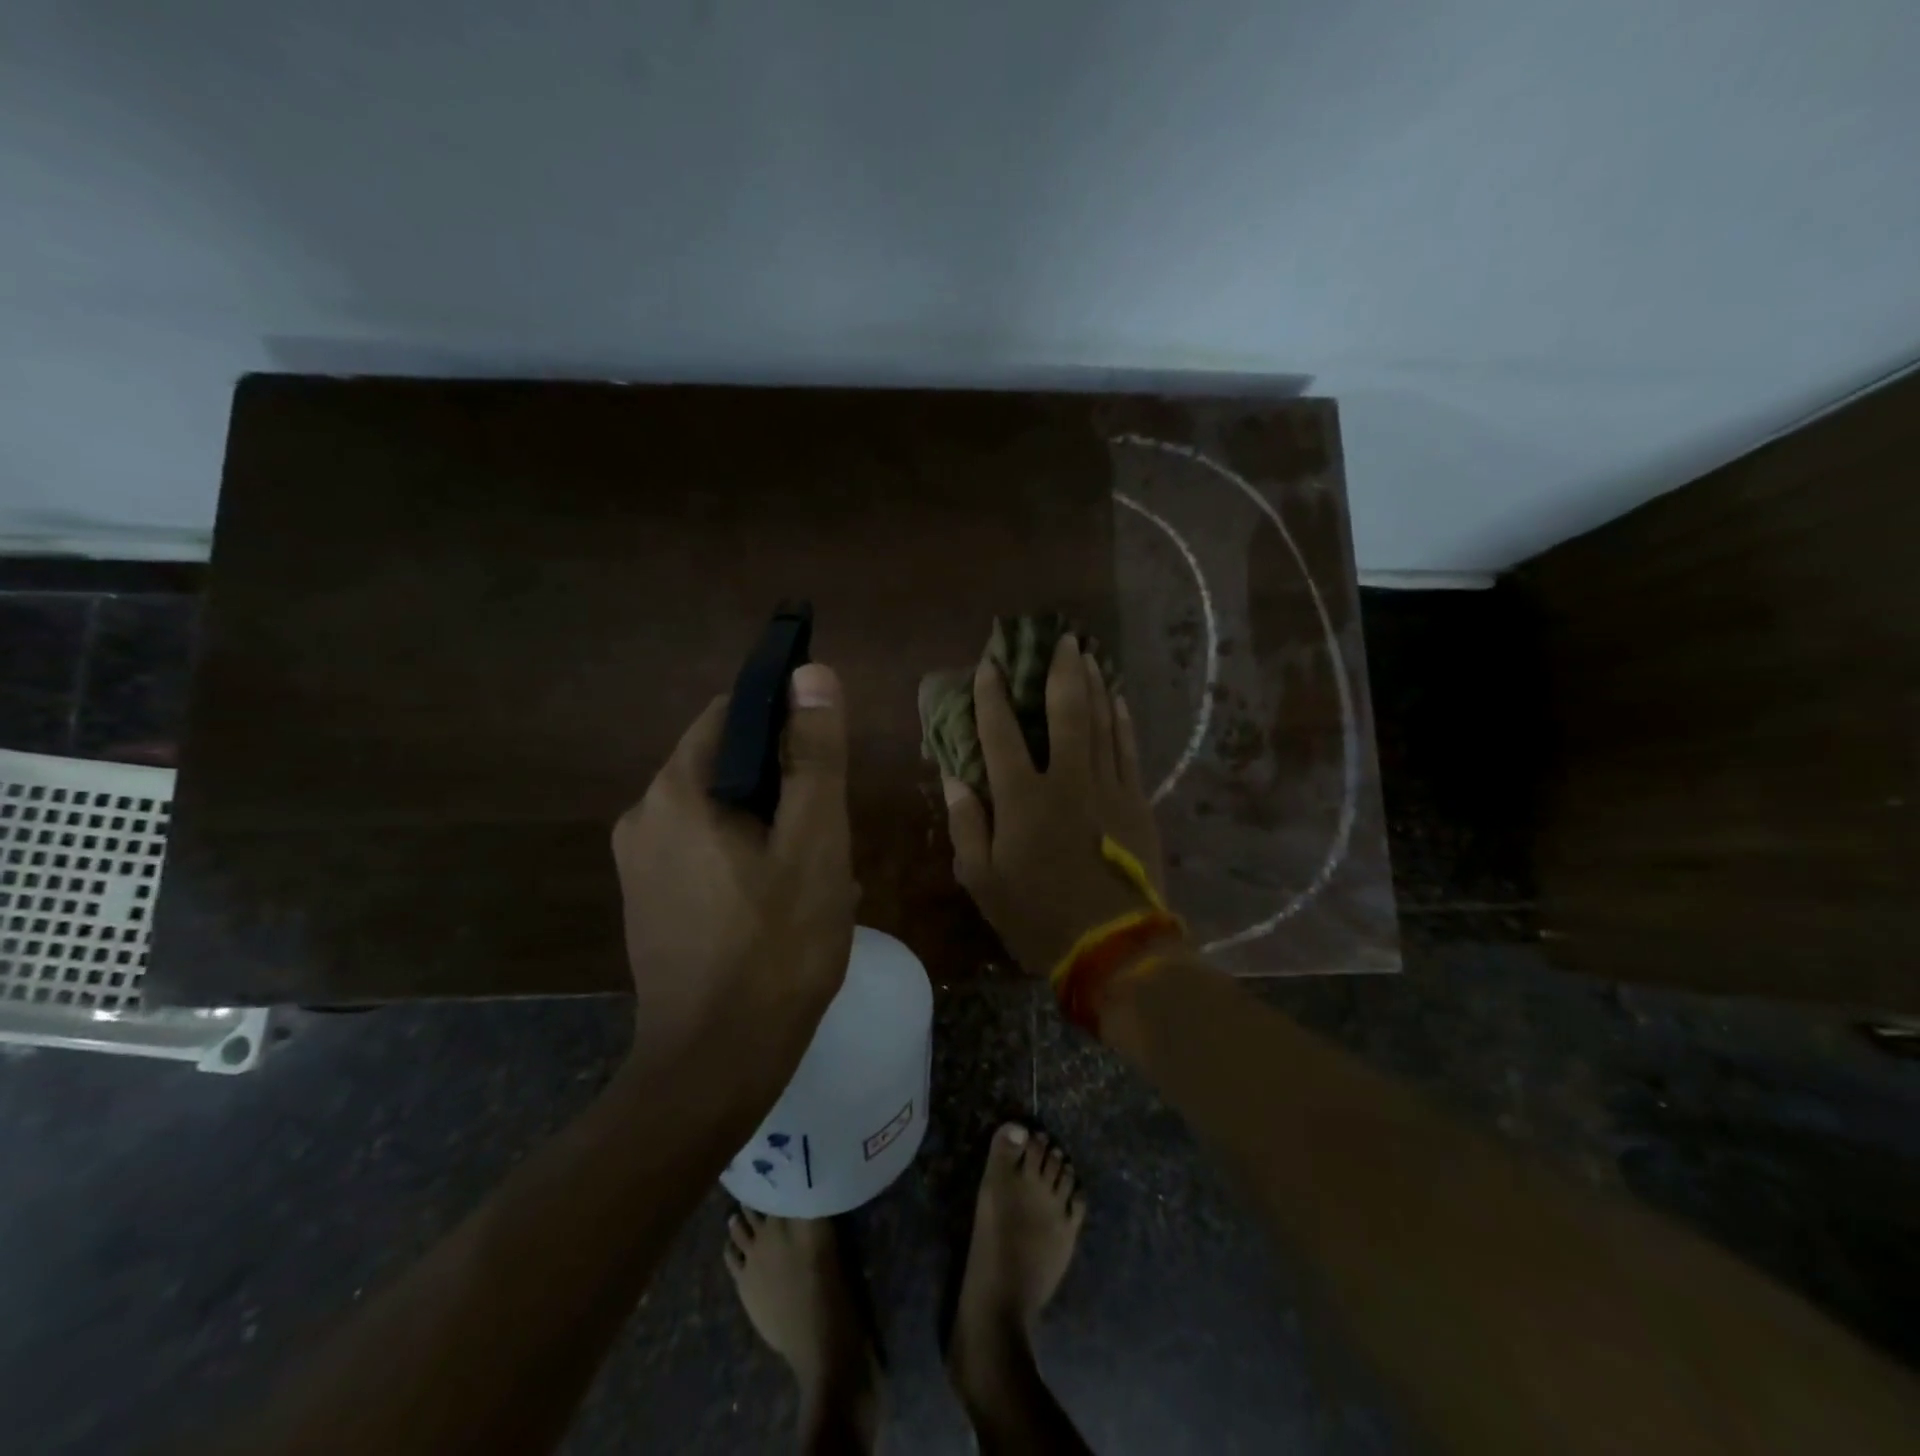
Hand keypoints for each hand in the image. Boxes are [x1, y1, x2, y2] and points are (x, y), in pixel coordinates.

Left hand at [612, 664, 857, 1060]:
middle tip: (828, 831)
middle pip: (726, 764)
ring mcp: (639, 865)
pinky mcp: (648, 902)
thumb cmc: (776, 948)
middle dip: (783, 785)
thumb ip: (814, 756)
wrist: (715, 1069)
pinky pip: (704, 850)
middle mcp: (643, 817)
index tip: (828, 756)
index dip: (785, 719)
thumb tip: (810, 673)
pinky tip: (781, 901)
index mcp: (676, 792)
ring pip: (720, 810)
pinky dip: (745, 855)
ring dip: (770, 824)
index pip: (731, 714)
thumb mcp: (814, 843)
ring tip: (813, 871)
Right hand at [943, 635, 1167, 977]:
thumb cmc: (1038, 917)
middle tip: (1063, 638)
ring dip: (1095, 685)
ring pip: (1103, 722)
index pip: (1001, 733)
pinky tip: (1120, 701)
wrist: (1114, 947)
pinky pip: (1129, 750)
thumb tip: (955, 777)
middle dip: (1061, 672)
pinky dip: (1123, 721)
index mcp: (1023, 799)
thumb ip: (967, 824)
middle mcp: (1068, 780)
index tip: (988, 666)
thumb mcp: (983, 880)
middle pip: (1066, 712)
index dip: (991, 696)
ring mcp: (1109, 788)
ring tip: (1090, 656)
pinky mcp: (1137, 803)